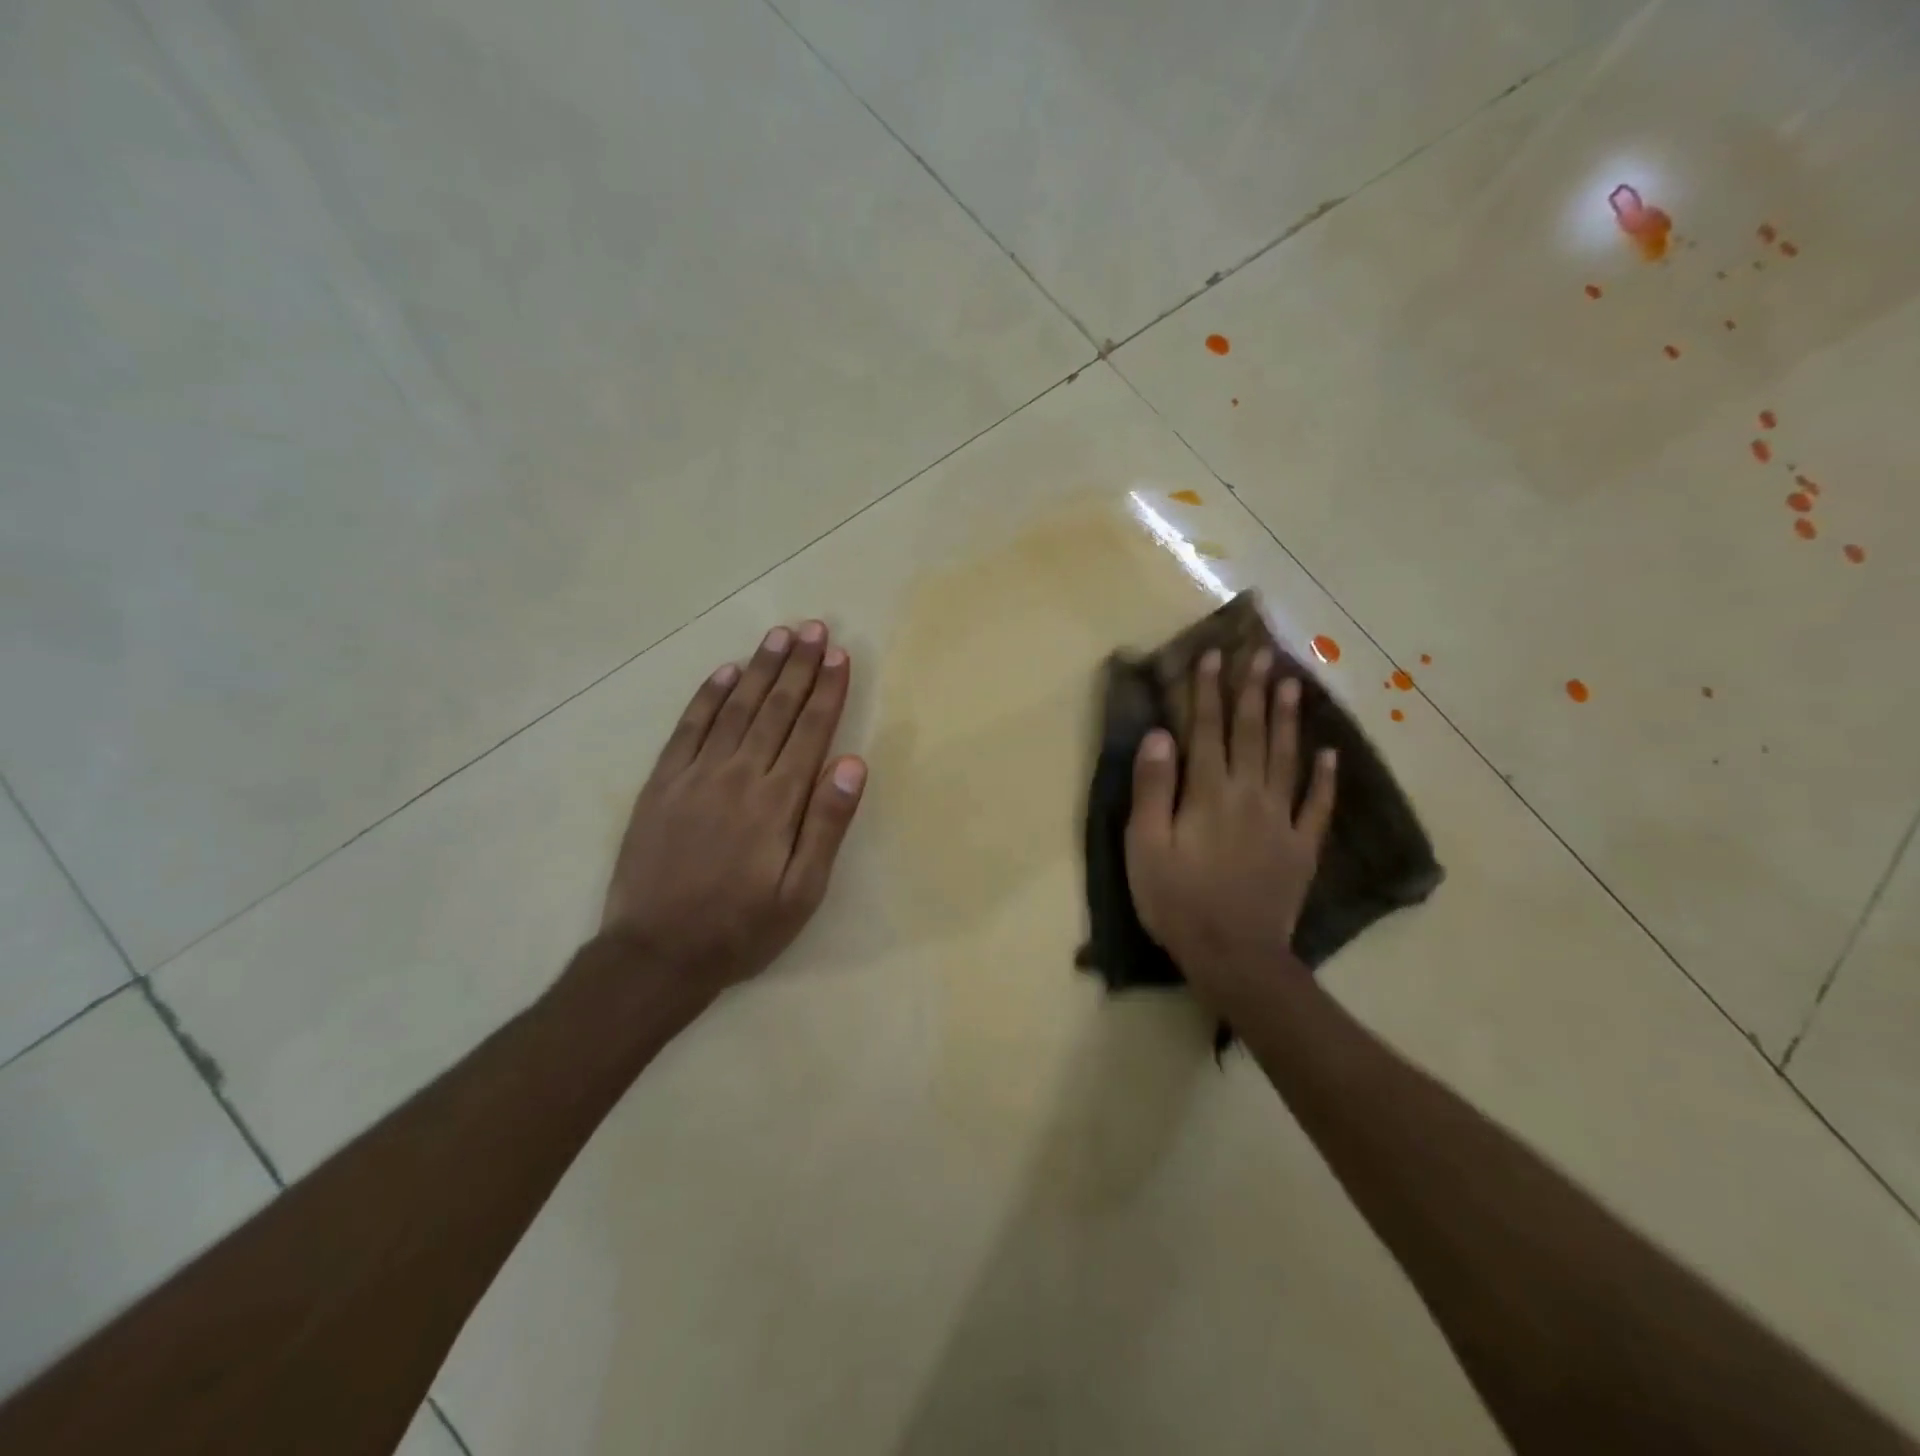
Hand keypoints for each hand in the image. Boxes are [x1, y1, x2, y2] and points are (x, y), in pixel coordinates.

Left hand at [602, 620, 867, 998]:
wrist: (655, 954)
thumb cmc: (741, 929)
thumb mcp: (801, 893)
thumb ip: (827, 825)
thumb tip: (853, 764)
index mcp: (777, 802)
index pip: (810, 731)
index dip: (827, 691)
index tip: (839, 655)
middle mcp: (738, 775)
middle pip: (775, 709)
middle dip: (798, 666)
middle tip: (814, 628)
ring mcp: (695, 775)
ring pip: (734, 708)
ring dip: (759, 669)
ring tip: (778, 636)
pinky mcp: (662, 784)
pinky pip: (687, 728)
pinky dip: (707, 696)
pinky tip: (724, 672)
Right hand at [1123, 648, 1336, 1007]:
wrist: (1233, 955)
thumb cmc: (1177, 900)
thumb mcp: (1145, 846)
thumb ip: (1153, 789)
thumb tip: (1161, 735)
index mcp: (1207, 793)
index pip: (1207, 731)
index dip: (1208, 692)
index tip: (1213, 656)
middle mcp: (1248, 795)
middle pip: (1251, 734)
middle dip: (1253, 692)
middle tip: (1260, 654)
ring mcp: (1281, 820)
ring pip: (1286, 759)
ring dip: (1289, 720)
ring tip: (1293, 684)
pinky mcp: (1301, 848)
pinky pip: (1317, 806)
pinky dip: (1324, 778)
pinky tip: (1330, 754)